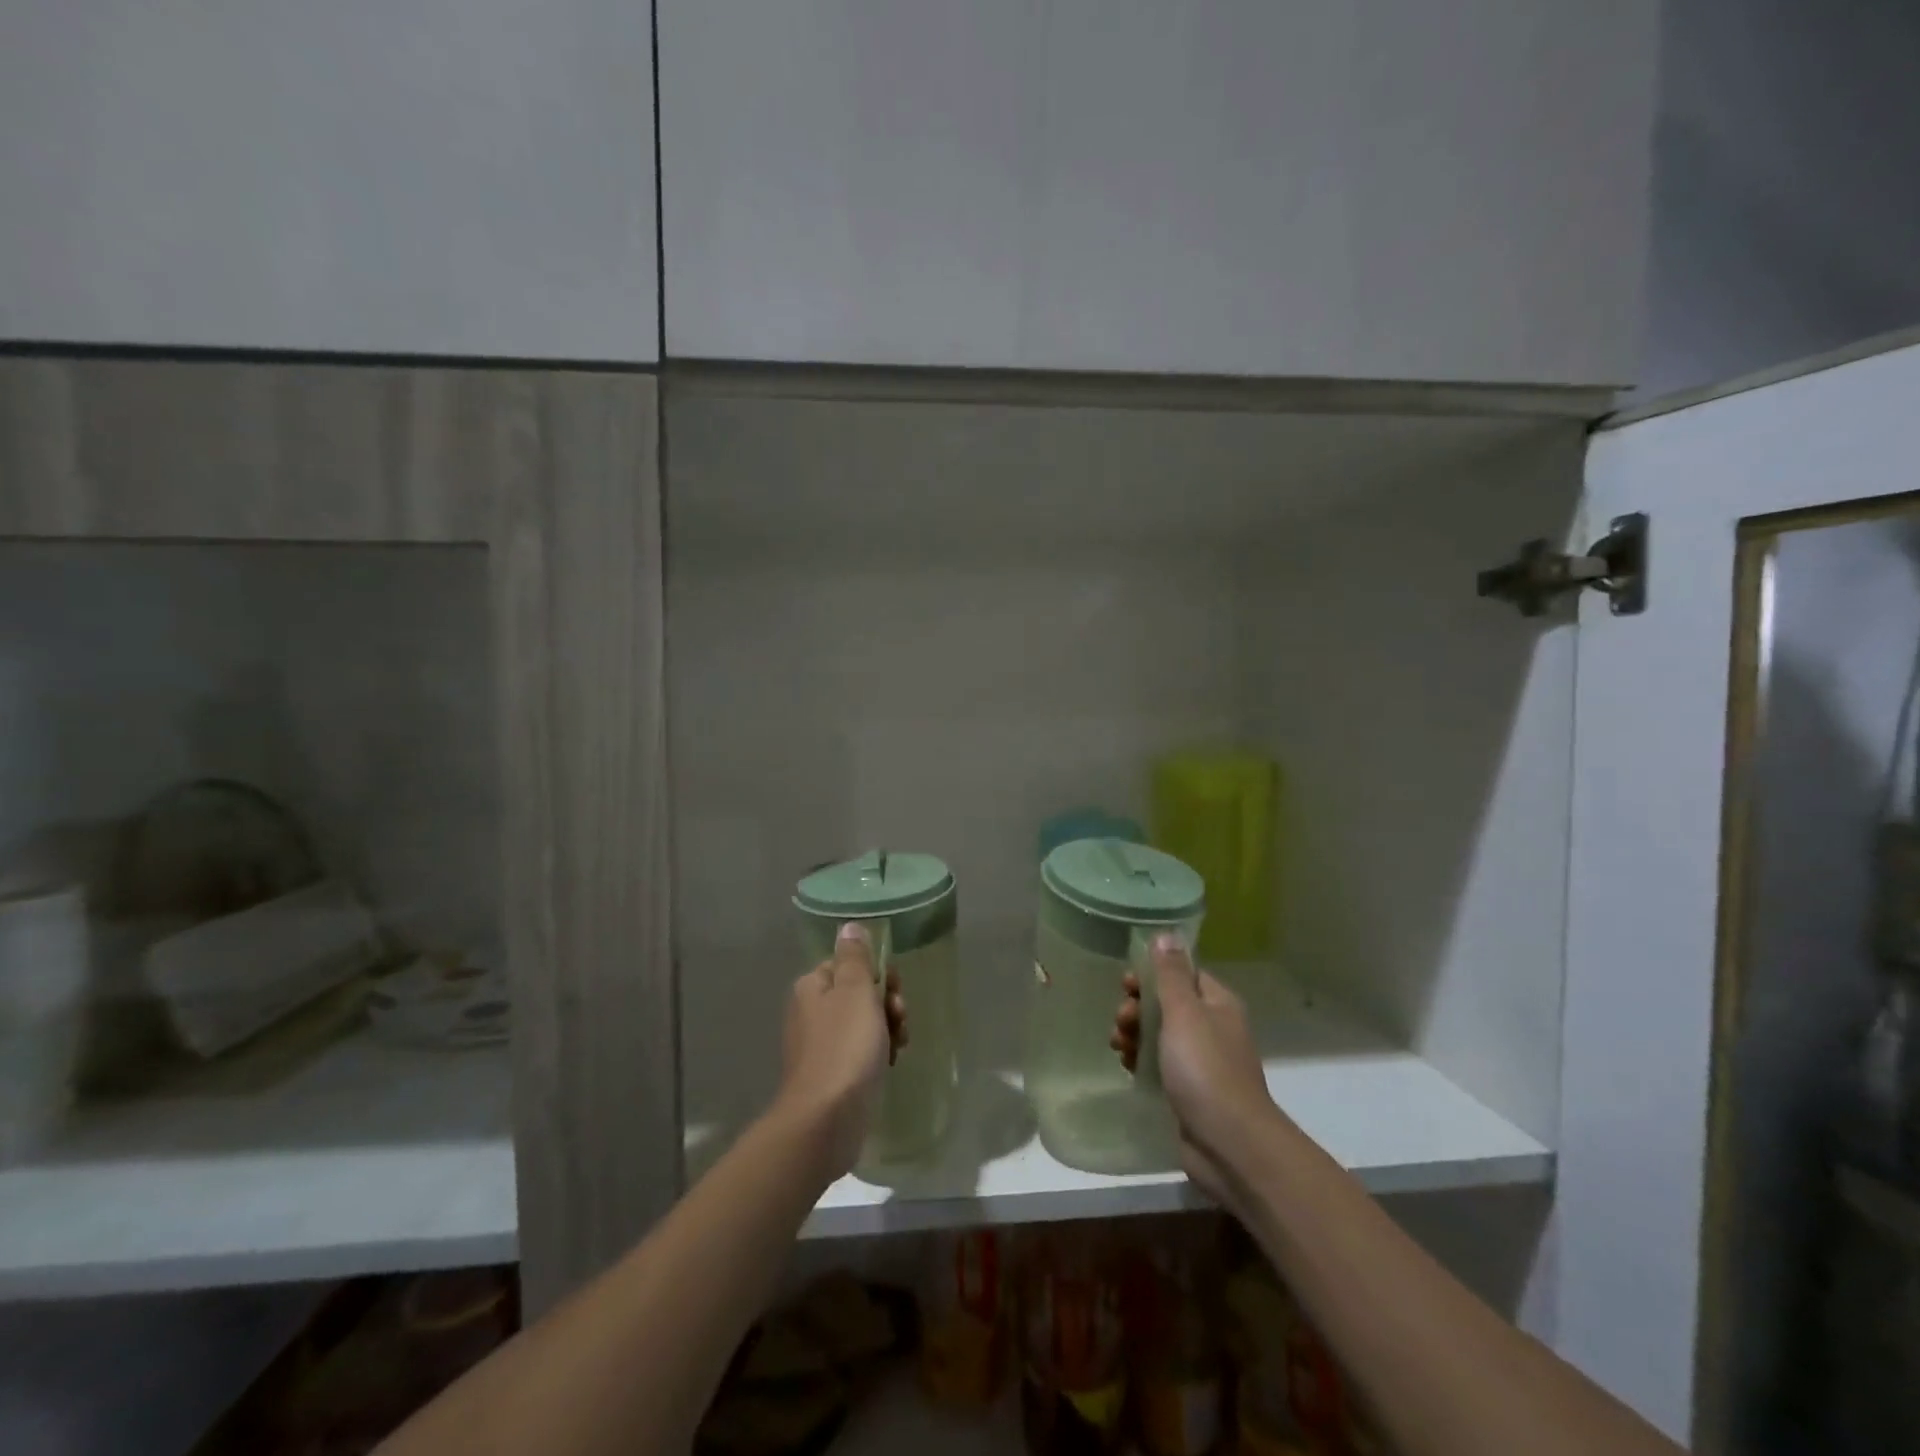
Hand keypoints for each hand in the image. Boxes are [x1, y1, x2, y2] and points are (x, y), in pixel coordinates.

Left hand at [776, 922, 907, 1179]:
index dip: (876, 974)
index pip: (849, 964)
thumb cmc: (845, 1048)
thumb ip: (856, 958)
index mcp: (812, 987)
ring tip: (899, 1045)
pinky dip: (878, 1053)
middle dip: (886, 1003)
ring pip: (864, 1024)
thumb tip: (849, 926)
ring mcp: (820, 1046)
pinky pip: (861, 1052)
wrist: (826, 1120)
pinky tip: (891, 1063)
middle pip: (858, 994)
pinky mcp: (832, 1075)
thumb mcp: (855, 992)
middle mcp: (811, 1012)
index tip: (893, 989)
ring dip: (887, 1028)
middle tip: (900, 1018)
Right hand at [1112, 934, 1274, 1201]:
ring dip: (1135, 1035)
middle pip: (1167, 1004)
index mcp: (1218, 1003)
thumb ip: (1170, 974)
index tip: (1126, 985)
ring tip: (1119, 1047)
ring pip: (1160, 1035)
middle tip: (1121, 1021)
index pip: (1182, 974)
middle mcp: (1213, 1028)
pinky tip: (1127, 1067)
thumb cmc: (1205, 1069)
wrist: (1229, 1144)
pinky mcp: (1190, 1091)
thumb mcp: (1184, 1013)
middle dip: (1138, 1008)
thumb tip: (1166, 934)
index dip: (1152, 975)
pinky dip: (1142, 1061)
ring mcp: (1203, 1062)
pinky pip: (1161, 1064)